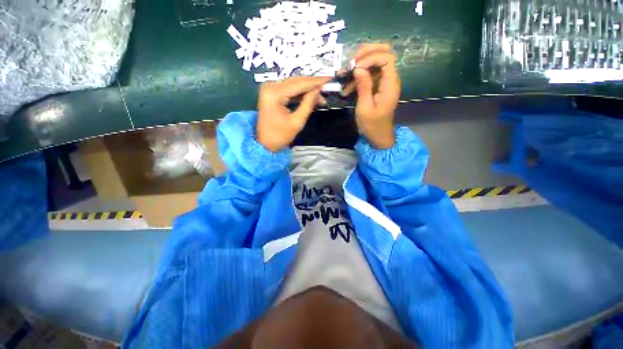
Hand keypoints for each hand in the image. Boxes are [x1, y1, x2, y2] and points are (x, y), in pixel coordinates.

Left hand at [257, 76, 330, 151]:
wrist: (265, 143)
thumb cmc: (279, 136)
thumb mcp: (297, 122)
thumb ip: (308, 104)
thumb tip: (317, 91)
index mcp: (274, 94)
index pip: (299, 84)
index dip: (316, 82)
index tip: (329, 79)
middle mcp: (270, 87)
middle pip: (296, 81)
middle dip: (312, 84)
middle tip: (327, 85)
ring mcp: (270, 89)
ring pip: (293, 84)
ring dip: (307, 89)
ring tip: (321, 95)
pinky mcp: (271, 94)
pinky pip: (289, 90)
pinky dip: (300, 93)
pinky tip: (310, 96)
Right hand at [343, 44, 400, 148]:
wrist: (378, 135)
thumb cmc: (372, 125)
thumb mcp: (365, 108)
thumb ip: (363, 86)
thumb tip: (358, 68)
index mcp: (390, 84)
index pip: (387, 58)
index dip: (370, 57)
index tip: (355, 68)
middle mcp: (390, 79)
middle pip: (384, 52)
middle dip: (365, 54)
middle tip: (350, 64)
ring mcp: (384, 81)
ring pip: (375, 61)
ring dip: (358, 66)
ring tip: (343, 76)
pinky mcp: (378, 86)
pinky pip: (369, 74)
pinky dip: (358, 77)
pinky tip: (347, 87)